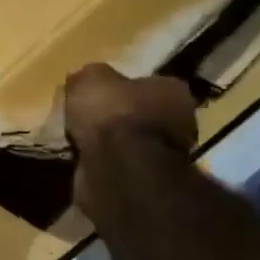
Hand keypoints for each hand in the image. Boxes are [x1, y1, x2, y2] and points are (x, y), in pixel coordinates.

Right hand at [63, 64, 198, 213]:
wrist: (118, 167)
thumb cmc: (112, 113)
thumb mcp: (91, 78)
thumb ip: (90, 76)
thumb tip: (83, 79)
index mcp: (172, 90)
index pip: (149, 83)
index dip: (123, 87)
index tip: (100, 93)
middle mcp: (179, 122)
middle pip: (143, 114)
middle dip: (119, 118)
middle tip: (88, 119)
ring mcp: (167, 156)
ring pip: (133, 143)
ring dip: (111, 144)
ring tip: (80, 142)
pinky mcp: (149, 183)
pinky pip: (121, 166)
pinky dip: (105, 164)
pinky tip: (84, 162)